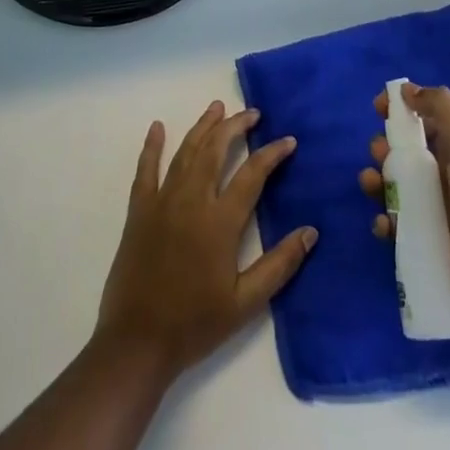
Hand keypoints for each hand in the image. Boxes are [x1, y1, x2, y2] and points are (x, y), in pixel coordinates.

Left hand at [96, 101, 316, 381]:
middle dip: (235, 126)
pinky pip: (146, 169)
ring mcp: (162, 201)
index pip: (252, 174)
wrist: (138, 341)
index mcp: (220, 221)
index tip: (288, 140)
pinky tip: (157, 127)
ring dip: (203, 127)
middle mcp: (192, 200)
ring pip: (186, 151)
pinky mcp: (139, 210)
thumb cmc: (195, 324)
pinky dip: (152, 145)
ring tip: (217, 107)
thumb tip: (310, 231)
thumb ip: (279, 265)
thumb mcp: (246, 303)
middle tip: (252, 113)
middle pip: (216, 150)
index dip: (272, 154)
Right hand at [358, 83, 449, 318]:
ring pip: (391, 188)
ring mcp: (431, 211)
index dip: (399, 111)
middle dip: (382, 148)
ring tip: (373, 185)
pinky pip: (394, 226)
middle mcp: (440, 177)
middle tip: (381, 154)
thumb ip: (441, 110)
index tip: (379, 107)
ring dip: (374, 181)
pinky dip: (384, 222)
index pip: (420, 122)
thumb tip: (406, 88)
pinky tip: (386, 224)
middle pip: (400, 154)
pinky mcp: (423, 243)